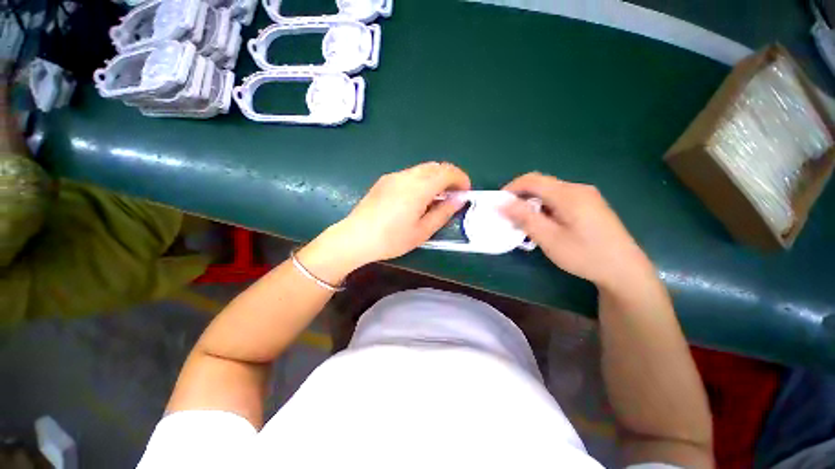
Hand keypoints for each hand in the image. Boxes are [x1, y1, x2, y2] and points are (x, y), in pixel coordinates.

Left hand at [318, 162, 470, 268]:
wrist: (355, 237)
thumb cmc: (391, 239)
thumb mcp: (422, 231)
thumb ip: (443, 212)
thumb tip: (459, 199)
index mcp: (418, 188)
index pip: (447, 172)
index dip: (461, 178)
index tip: (465, 192)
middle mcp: (406, 176)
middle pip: (435, 166)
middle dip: (449, 176)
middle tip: (453, 195)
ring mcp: (394, 176)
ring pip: (422, 169)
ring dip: (435, 178)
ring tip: (436, 197)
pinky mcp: (384, 180)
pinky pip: (410, 174)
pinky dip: (422, 180)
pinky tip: (417, 197)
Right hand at [502, 173, 654, 290]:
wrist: (624, 270)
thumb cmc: (584, 255)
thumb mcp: (549, 238)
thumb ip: (525, 218)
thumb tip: (501, 203)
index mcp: (568, 194)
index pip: (532, 180)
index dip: (511, 188)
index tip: (498, 203)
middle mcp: (578, 189)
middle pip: (541, 183)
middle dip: (520, 196)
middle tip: (509, 215)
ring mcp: (586, 196)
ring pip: (550, 191)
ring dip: (532, 202)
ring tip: (524, 222)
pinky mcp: (589, 204)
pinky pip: (560, 198)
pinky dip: (545, 206)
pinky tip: (544, 223)